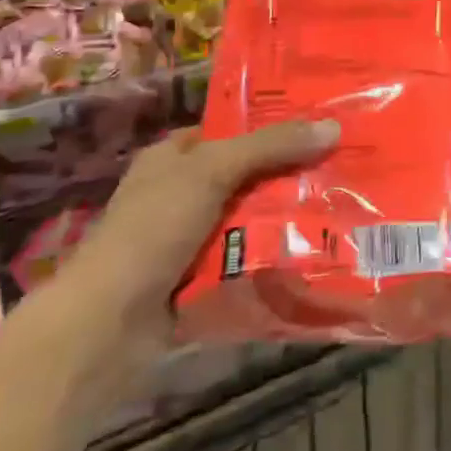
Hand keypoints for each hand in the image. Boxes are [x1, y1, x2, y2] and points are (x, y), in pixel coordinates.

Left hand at [65, 119, 339, 325]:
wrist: (106, 326)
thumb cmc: (152, 229)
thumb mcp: (211, 171)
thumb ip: (270, 147)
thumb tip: (333, 127)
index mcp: (173, 157)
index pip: (232, 130)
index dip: (274, 125)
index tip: (323, 125)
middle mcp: (181, 193)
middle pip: (249, 175)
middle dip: (291, 175)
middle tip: (344, 168)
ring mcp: (190, 240)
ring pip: (252, 219)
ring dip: (288, 219)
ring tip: (343, 210)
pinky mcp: (201, 281)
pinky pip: (248, 260)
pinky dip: (274, 258)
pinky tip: (317, 252)